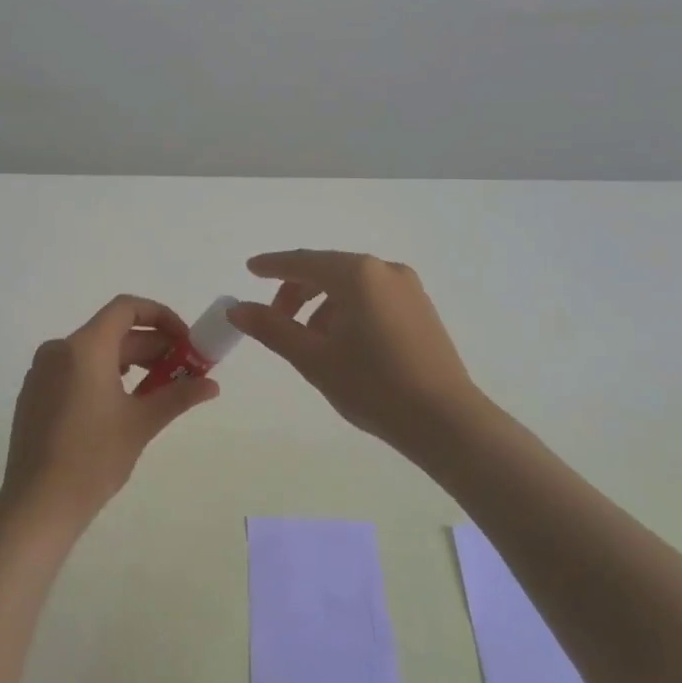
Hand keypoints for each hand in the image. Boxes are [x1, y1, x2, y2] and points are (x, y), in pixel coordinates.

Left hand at [0, 295, 219, 530]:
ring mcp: (41, 372)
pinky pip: (74, 370)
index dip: (161, 317)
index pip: (126, 308)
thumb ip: (179, 395)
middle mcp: (59, 350)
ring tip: (157, 389)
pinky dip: (102, 375)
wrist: (38, 505)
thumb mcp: (141, 423)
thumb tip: (212, 385)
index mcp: (84, 347)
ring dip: (129, 362)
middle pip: (112, 332)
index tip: (184, 341)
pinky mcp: (34, 394)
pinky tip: (120, 405)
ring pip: (93, 352)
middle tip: (182, 370)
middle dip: (151, 347)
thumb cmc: (93, 458)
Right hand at [228, 250, 489, 458]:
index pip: (303, 261)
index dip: (272, 265)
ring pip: (351, 286)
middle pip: (328, 270)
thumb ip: (272, 328)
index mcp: (357, 274)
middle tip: (275, 321)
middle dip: (296, 291)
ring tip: (310, 342)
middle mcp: (385, 270)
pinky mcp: (421, 309)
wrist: (445, 421)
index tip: (250, 269)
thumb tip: (236, 308)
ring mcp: (408, 288)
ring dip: (322, 305)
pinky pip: (373, 297)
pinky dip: (348, 310)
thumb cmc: (373, 385)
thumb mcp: (314, 358)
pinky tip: (342, 344)